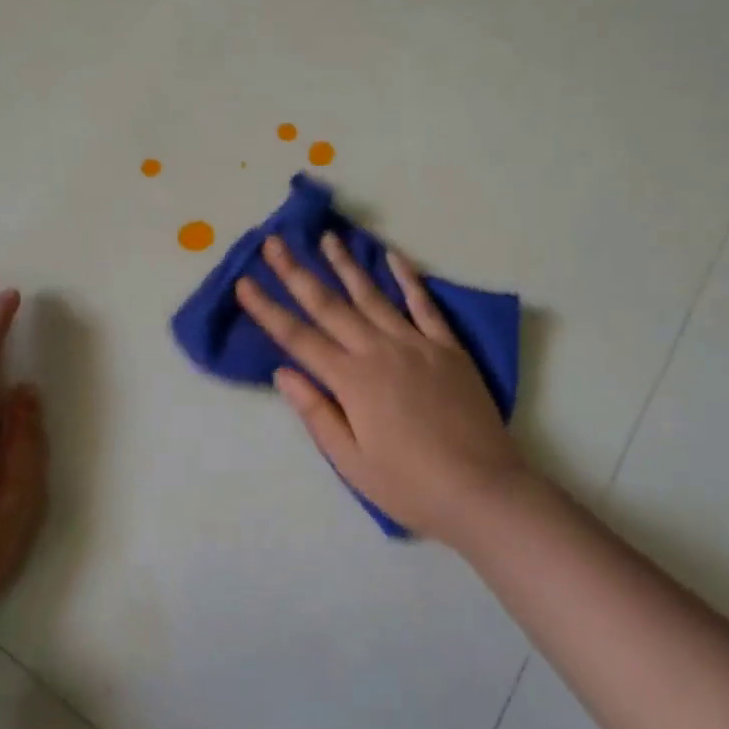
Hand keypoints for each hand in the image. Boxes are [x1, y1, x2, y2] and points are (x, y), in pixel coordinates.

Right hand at [234, 234, 532, 546]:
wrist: (484, 491)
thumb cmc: (410, 486)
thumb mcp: (352, 462)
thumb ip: (316, 413)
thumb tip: (283, 372)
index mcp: (352, 381)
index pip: (298, 338)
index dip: (268, 310)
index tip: (245, 283)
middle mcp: (379, 351)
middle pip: (329, 305)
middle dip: (297, 272)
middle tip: (274, 243)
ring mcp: (416, 344)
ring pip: (373, 295)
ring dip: (346, 264)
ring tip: (327, 237)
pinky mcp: (448, 348)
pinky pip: (424, 305)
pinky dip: (408, 278)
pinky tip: (393, 256)